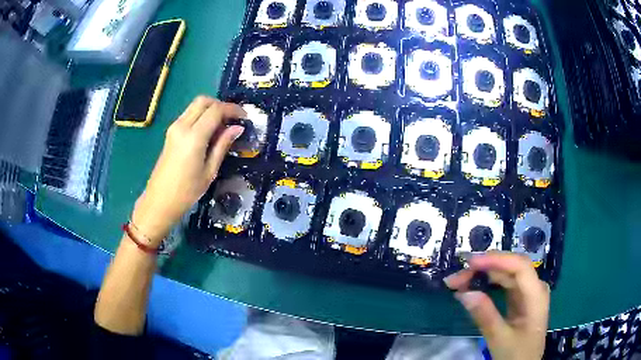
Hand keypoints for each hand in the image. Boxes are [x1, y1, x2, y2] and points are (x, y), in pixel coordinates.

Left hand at [131, 96, 244, 245]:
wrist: (159, 201)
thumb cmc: (187, 192)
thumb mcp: (210, 171)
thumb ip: (223, 145)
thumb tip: (238, 128)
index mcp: (193, 136)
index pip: (216, 110)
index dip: (232, 109)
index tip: (245, 116)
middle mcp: (182, 126)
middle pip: (203, 101)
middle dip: (221, 105)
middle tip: (233, 119)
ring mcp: (174, 128)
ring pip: (195, 106)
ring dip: (210, 109)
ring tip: (222, 126)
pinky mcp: (171, 132)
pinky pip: (189, 115)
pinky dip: (201, 116)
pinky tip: (209, 131)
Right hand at [444, 253, 549, 359]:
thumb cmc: (516, 354)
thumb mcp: (500, 339)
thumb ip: (485, 316)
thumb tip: (464, 293)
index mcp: (536, 295)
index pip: (519, 266)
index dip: (496, 260)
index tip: (470, 262)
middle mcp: (534, 287)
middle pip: (510, 268)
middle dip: (484, 268)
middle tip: (455, 278)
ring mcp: (526, 292)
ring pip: (505, 275)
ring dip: (482, 275)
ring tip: (458, 282)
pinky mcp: (519, 299)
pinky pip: (503, 285)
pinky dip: (486, 285)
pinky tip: (471, 288)